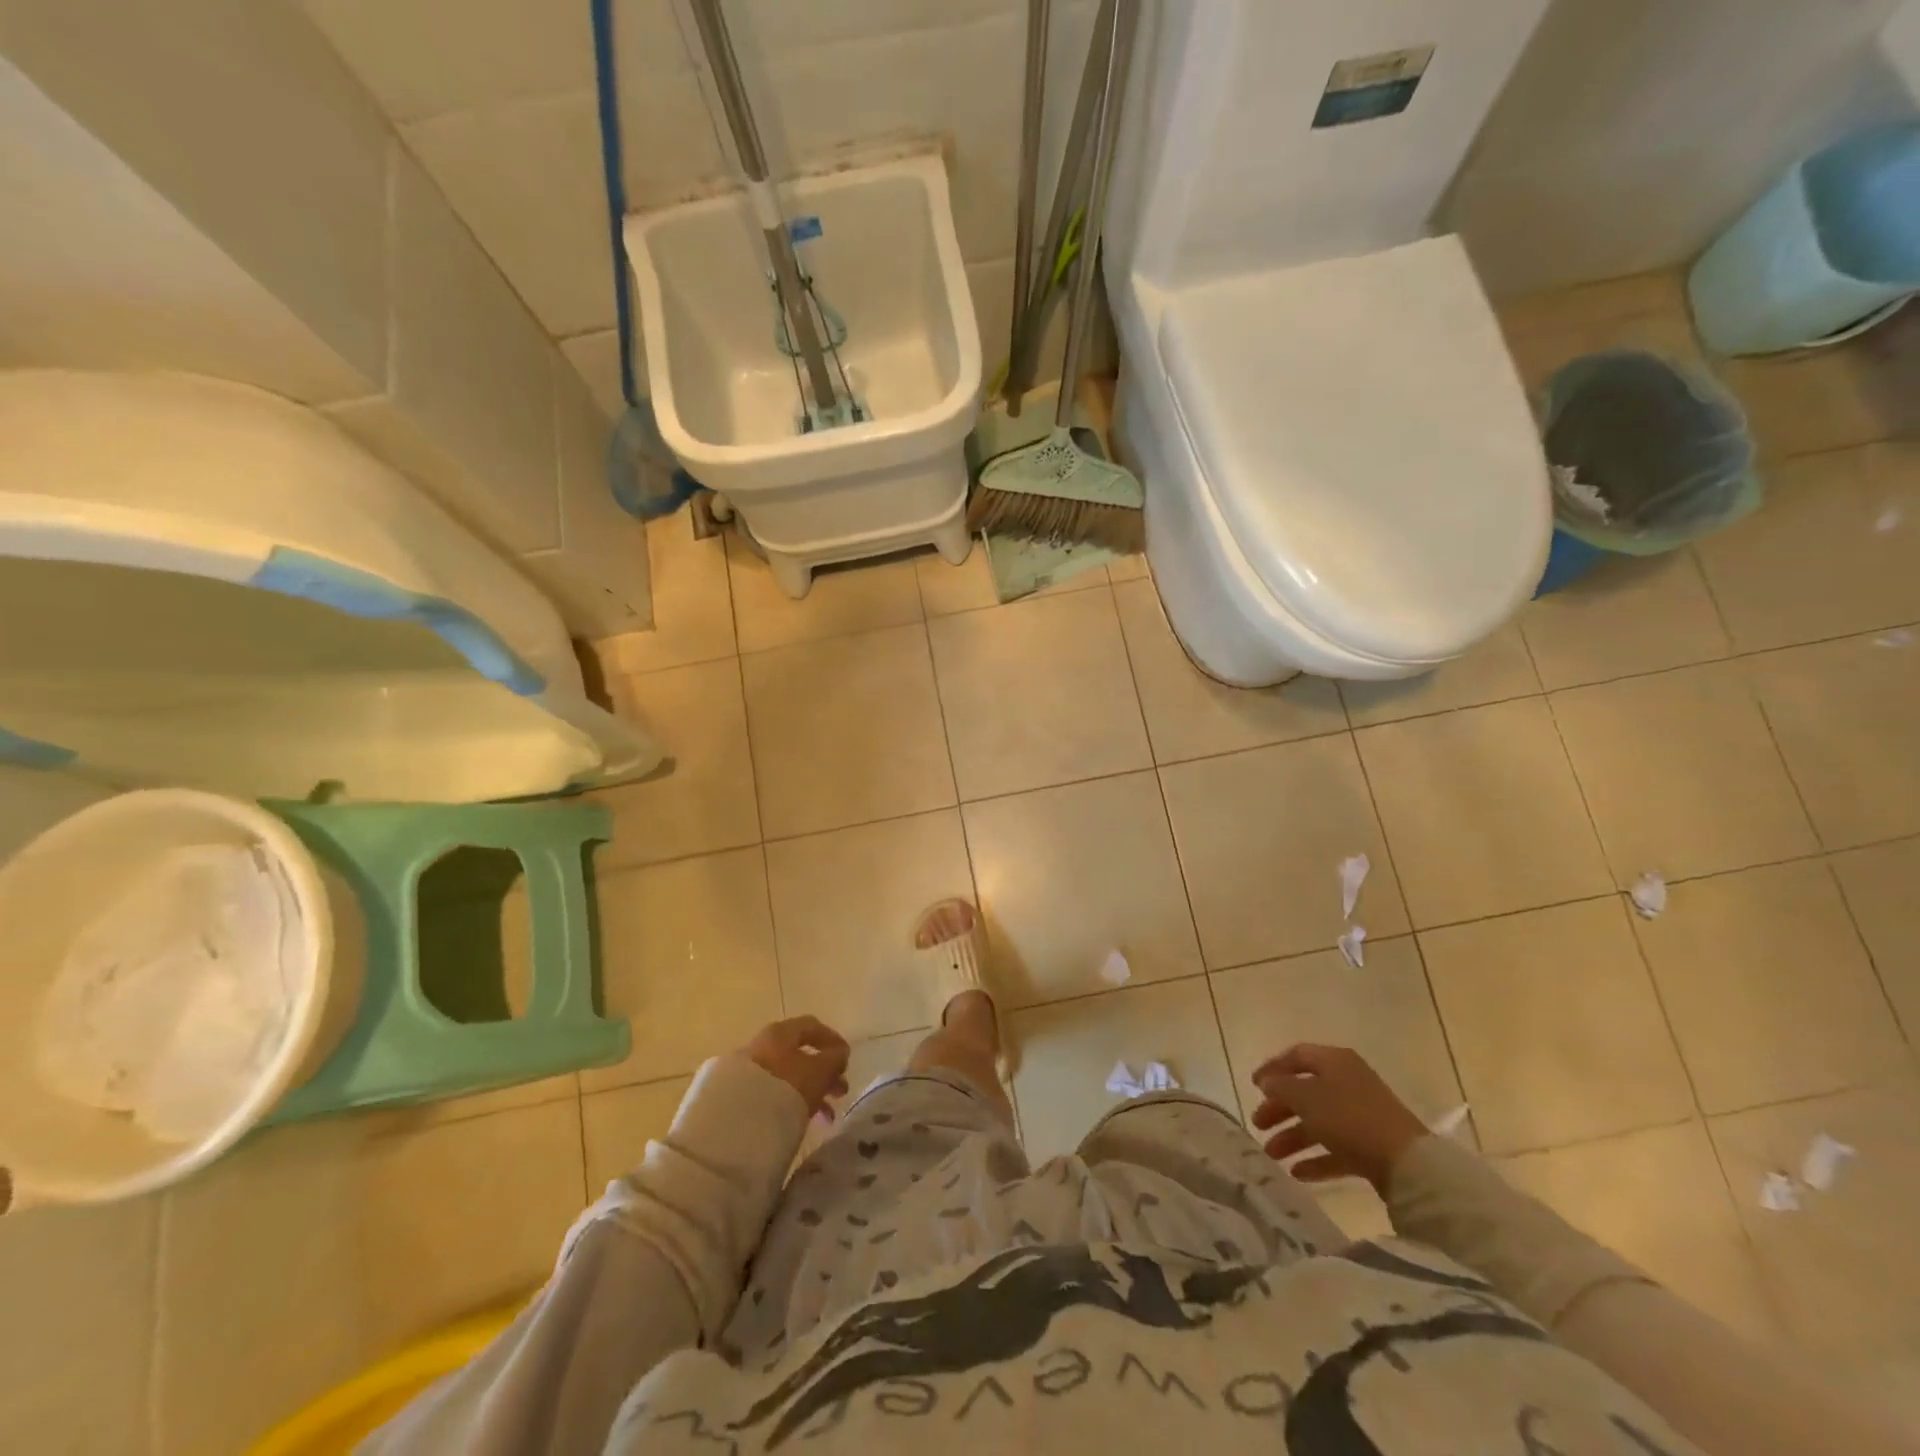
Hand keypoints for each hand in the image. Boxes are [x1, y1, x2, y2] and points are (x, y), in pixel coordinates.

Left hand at [745, 1016, 849, 1117]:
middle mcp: (763, 1044)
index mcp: (781, 1032)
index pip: (812, 1026)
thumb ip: (834, 1058)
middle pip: (800, 1053)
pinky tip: (803, 1120)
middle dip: (825, 1072)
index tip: (847, 1060)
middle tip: (840, 1091)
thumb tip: (840, 1052)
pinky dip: (792, 1101)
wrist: (735, 1124)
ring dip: (812, 1090)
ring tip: (827, 1115)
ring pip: (788, 1075)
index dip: (833, 1040)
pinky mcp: (739, 1095)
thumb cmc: (785, 1087)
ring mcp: (749, 1070)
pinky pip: (773, 1092)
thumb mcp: (819, 1071)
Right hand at [1249, 1044, 1427, 1196]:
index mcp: (1335, 1062)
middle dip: (1279, 1108)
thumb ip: (1281, 1087)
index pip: (1297, 1056)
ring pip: (1319, 1122)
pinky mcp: (1371, 1147)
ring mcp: (1362, 1116)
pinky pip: (1336, 1148)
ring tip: (1272, 1154)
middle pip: (1306, 1091)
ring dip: (1293, 1136)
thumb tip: (1268, 1082)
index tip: (1253, 1085)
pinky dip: (1317, 1158)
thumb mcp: (1306, 1097)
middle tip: (1258, 1124)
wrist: (1407, 1164)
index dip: (1273, 1068)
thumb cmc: (1349, 1118)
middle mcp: (1348, 1083)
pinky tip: (1297, 1173)